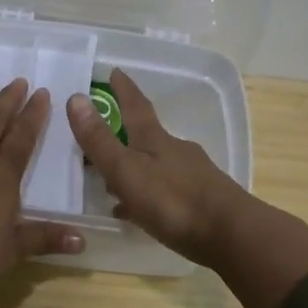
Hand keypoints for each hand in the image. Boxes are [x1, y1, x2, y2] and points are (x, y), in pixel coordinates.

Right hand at [65, 68, 248, 267]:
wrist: (231, 235)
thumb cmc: (173, 201)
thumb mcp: (127, 171)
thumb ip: (100, 140)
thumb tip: (76, 97)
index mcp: (156, 140)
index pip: (136, 106)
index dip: (124, 90)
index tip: (115, 71)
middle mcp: (176, 151)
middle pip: (148, 136)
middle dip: (128, 133)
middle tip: (105, 135)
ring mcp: (193, 176)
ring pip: (157, 166)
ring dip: (136, 169)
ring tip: (114, 184)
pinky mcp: (203, 202)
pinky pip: (167, 192)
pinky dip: (149, 196)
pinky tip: (140, 212)